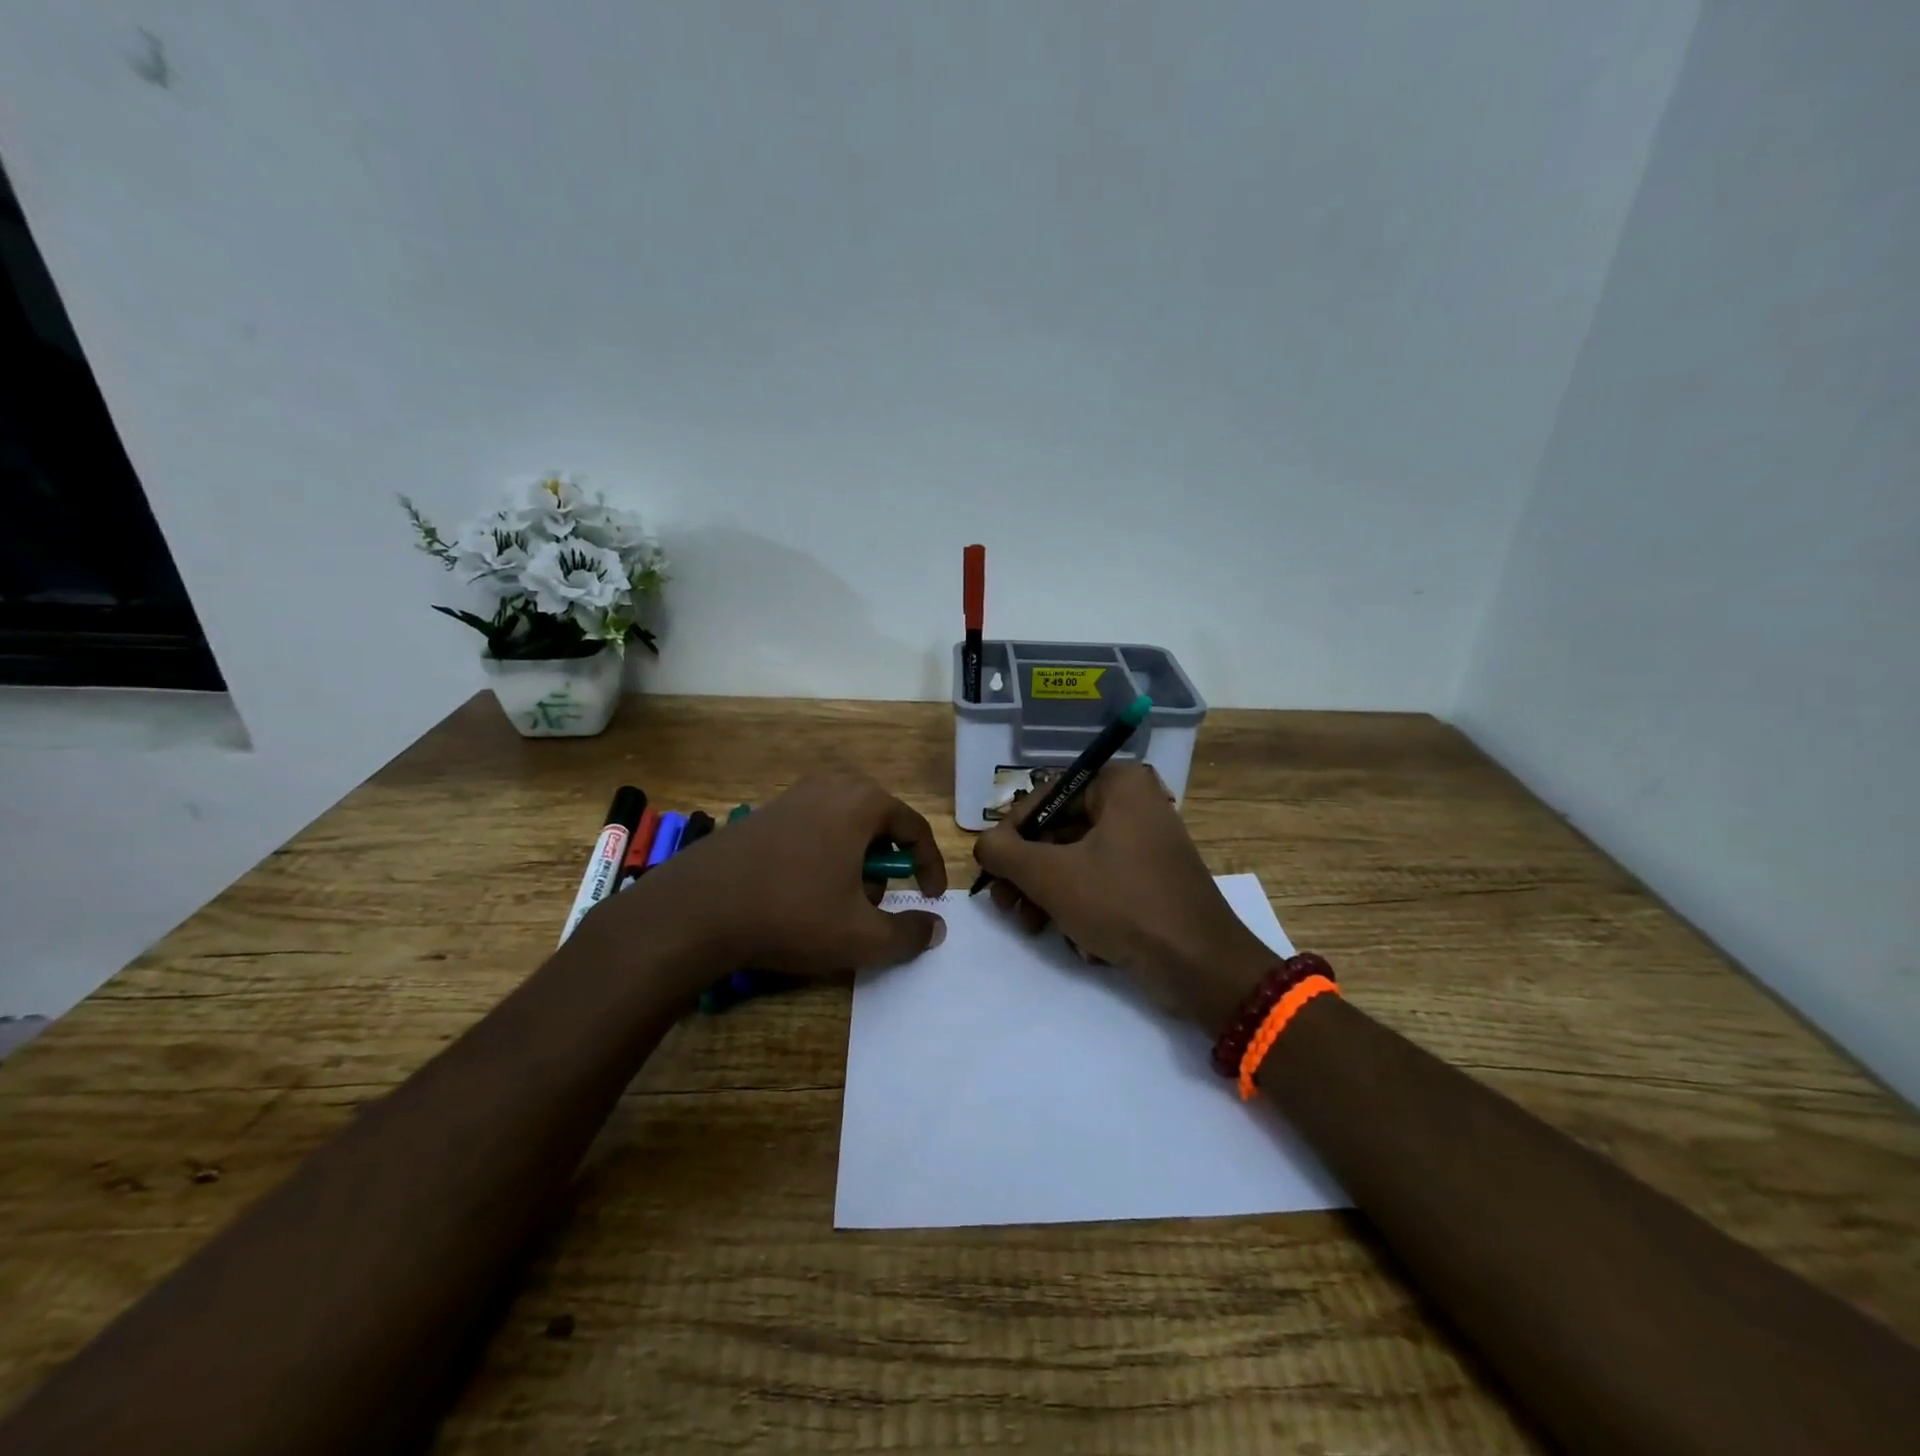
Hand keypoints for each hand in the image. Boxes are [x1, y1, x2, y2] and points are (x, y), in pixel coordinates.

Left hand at [585, 771, 946, 982]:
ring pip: (846, 826)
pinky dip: (824, 855)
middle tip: (878, 902)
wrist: (697, 909)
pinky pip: (814, 827)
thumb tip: (936, 927)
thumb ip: (909, 934)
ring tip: (839, 902)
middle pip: (880, 824)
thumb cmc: (792, 914)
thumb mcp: (861, 936)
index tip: (931, 899)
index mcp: (863, 801)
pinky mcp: (765, 811)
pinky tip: (802, 891)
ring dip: (855, 862)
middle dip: (887, 865)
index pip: (916, 829)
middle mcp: (831, 784)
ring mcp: (794, 794)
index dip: (930, 868)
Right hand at [973, 763, 1272, 1031]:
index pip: (1046, 795)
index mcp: (1119, 785)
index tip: (992, 867)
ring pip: (1077, 862)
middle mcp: (1136, 805)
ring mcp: (1147, 844)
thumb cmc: (1122, 904)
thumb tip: (984, 845)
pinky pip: (1102, 883)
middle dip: (1029, 874)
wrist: (1200, 966)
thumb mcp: (1049, 875)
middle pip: (1059, 831)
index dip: (1011, 831)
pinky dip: (1082, 909)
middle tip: (1004, 906)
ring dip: (1048, 897)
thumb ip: (1004, 852)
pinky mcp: (1152, 881)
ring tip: (1033, 928)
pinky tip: (1079, 943)